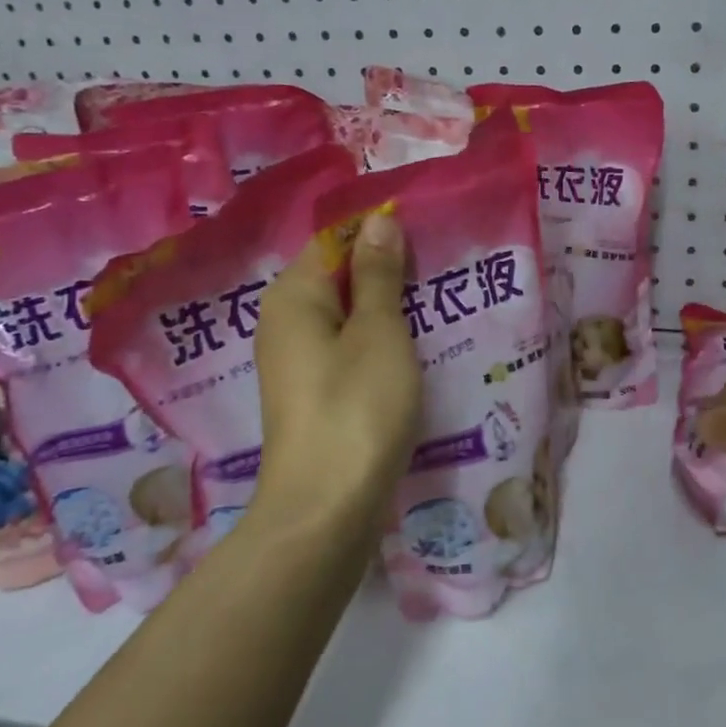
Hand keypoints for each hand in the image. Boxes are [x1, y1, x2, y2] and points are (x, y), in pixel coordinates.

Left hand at [252, 211, 421, 531]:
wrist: (326, 508)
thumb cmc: (356, 407)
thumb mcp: (378, 332)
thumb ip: (378, 274)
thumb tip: (379, 218)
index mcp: (292, 296)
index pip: (334, 240)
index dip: (379, 236)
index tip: (427, 240)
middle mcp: (284, 323)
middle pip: (339, 280)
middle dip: (388, 275)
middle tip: (441, 275)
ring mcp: (296, 364)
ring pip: (347, 319)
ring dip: (388, 313)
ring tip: (437, 310)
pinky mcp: (312, 396)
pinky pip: (347, 353)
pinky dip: (378, 347)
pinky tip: (414, 355)